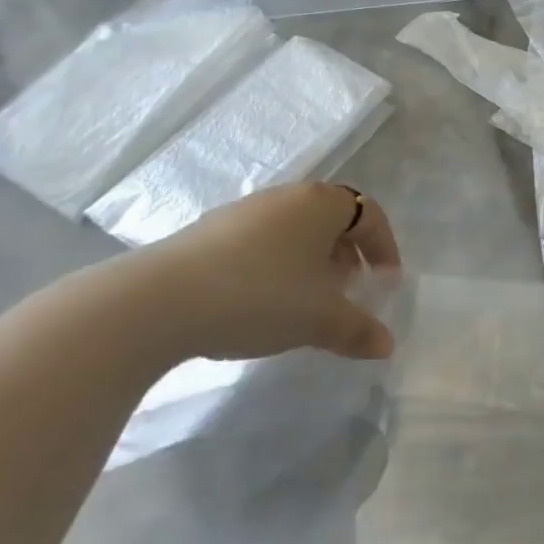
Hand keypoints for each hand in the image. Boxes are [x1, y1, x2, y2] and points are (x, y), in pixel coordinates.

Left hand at [113, 183, 399, 362]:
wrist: (157, 301)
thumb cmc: (260, 295)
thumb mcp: (319, 319)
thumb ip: (358, 329)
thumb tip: (387, 346)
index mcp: (322, 204)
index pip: (370, 215)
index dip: (385, 249)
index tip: (386, 283)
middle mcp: (287, 197)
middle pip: (332, 220)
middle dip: (348, 255)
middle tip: (350, 291)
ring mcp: (244, 211)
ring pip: (294, 231)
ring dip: (311, 262)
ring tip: (307, 301)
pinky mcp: (208, 232)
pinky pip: (261, 243)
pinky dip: (276, 266)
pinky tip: (262, 301)